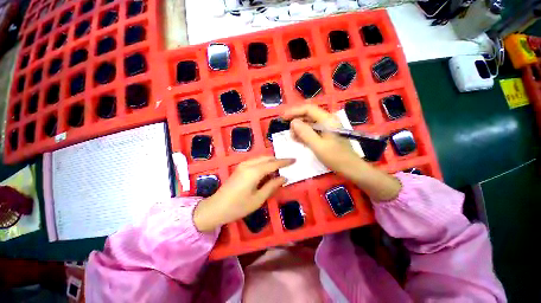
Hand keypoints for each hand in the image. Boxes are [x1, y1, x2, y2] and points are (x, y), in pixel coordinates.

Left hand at [193, 156, 293, 231]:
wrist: (216, 208)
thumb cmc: (238, 206)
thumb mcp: (258, 198)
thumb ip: (272, 186)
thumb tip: (283, 177)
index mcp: (254, 171)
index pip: (273, 163)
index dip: (284, 161)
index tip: (294, 159)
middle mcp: (249, 164)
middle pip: (267, 158)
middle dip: (278, 159)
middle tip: (288, 164)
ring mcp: (243, 165)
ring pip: (261, 158)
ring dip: (271, 161)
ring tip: (280, 167)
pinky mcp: (240, 167)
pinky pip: (256, 161)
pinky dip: (264, 163)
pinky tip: (268, 170)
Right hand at [283, 104, 400, 200]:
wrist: (351, 168)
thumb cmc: (336, 158)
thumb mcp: (318, 146)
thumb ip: (305, 133)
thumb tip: (293, 122)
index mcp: (327, 120)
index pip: (308, 109)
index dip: (294, 111)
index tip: (283, 117)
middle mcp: (327, 121)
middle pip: (308, 115)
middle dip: (296, 121)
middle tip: (288, 131)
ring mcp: (327, 128)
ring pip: (309, 123)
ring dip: (299, 128)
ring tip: (292, 137)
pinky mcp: (326, 134)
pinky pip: (312, 130)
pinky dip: (304, 134)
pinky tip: (298, 139)